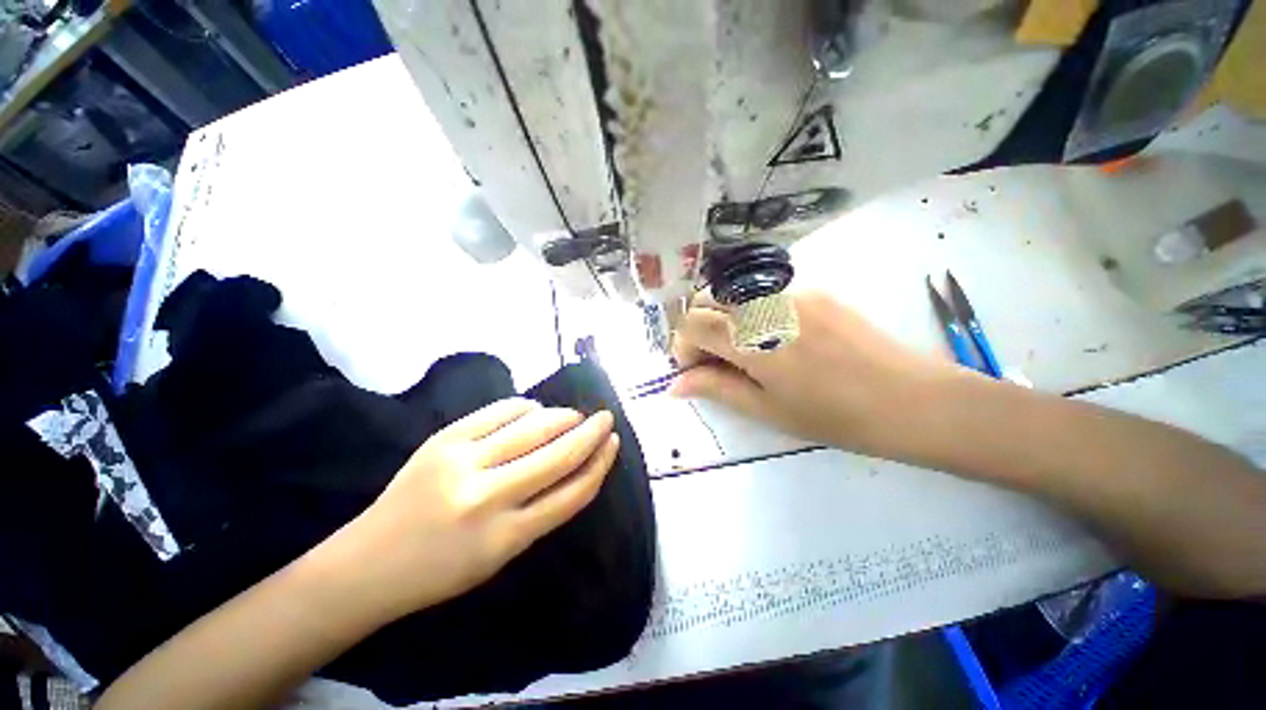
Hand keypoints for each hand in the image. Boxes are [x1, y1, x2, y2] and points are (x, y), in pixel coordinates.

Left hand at [342, 399, 618, 621]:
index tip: (613, 444)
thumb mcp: (501, 555)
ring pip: (531, 428)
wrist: (367, 564)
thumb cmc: (441, 569)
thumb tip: (574, 464)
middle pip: (557, 456)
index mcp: (505, 538)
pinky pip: (498, 412)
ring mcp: (462, 463)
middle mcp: (486, 498)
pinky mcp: (443, 440)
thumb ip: (541, 511)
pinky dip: (524, 407)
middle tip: (605, 418)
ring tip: (574, 416)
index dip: (599, 465)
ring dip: (562, 417)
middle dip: (590, 433)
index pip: (571, 493)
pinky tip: (534, 409)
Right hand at [671, 290, 965, 457]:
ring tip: (742, 351)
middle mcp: (766, 305)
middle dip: (698, 327)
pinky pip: (764, 294)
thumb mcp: (766, 409)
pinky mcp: (815, 290)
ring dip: (723, 318)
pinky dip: (751, 313)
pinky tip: (774, 340)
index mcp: (752, 340)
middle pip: (707, 299)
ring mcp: (792, 292)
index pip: (692, 323)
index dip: (683, 345)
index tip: (694, 369)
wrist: (912, 400)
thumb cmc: (834, 416)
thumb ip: (716, 388)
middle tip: (713, 360)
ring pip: (734, 293)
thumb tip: (675, 385)